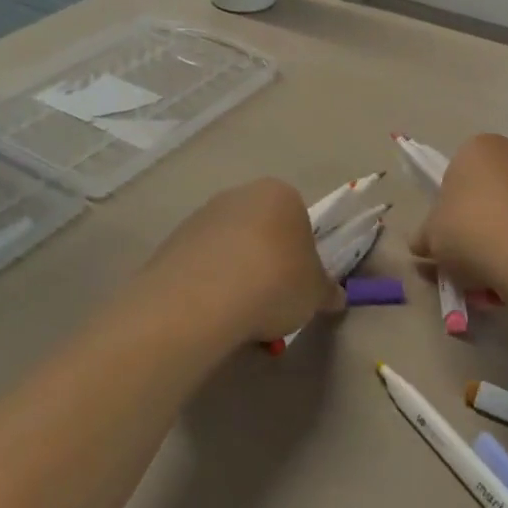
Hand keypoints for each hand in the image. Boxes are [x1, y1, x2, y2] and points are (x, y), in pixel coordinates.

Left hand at [132, 179, 343, 347]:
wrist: (205, 298)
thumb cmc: (276, 282)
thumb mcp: (315, 294)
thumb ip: (326, 291)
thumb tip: (335, 296)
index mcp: (281, 194)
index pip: (298, 221)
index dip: (301, 255)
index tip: (297, 285)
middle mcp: (239, 195)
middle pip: (261, 229)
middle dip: (266, 260)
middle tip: (270, 299)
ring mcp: (202, 215)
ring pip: (229, 246)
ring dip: (236, 271)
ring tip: (238, 312)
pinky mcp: (172, 240)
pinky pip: (201, 262)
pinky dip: (208, 282)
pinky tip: (211, 310)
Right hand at [410, 135, 507, 296]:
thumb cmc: (475, 236)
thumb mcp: (432, 239)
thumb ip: (425, 237)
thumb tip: (423, 244)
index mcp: (479, 149)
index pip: (455, 178)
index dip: (448, 213)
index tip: (449, 241)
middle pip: (491, 192)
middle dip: (481, 223)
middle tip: (472, 261)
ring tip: (502, 275)